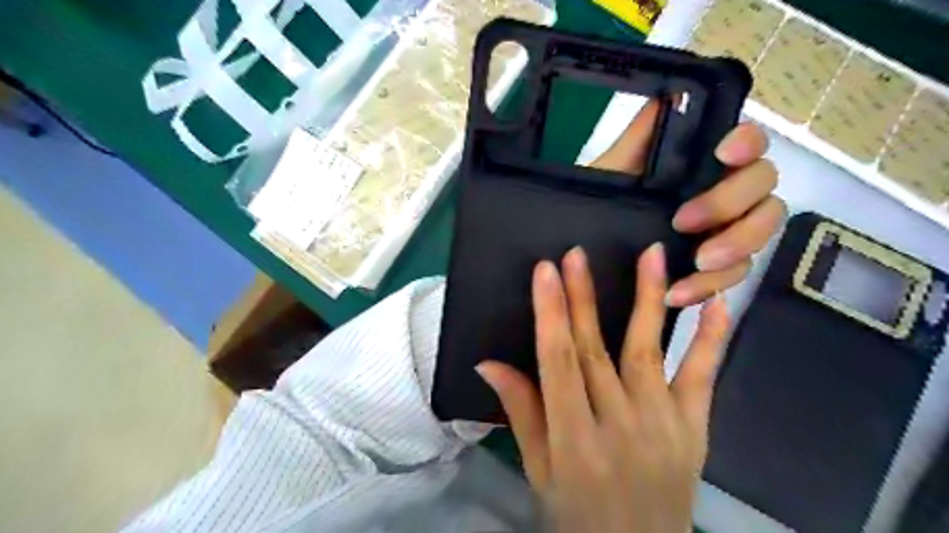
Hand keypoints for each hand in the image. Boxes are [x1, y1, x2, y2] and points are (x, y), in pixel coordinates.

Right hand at [479, 245, 728, 532]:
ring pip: (649, 350)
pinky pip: (703, 376)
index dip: (550, 314)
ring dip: (649, 299)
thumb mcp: (538, 470)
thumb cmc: (577, 512)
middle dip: (583, 297)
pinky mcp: (695, 427)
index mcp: (574, 440)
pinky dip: (710, 338)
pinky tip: (716, 302)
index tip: (545, 272)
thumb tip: (487, 362)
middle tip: (576, 254)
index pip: (557, 363)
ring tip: (651, 254)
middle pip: (596, 350)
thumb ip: (520, 412)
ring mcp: (663, 424)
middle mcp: (619, 426)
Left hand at [591, 101, 786, 305]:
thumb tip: (666, 92)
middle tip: (685, 222)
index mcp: (704, 167)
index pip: (749, 143)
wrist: (586, 253)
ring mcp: (725, 231)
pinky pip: (734, 276)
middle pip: (763, 188)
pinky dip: (711, 285)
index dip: (747, 142)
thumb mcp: (613, 172)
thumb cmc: (602, 205)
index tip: (722, 152)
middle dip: (728, 204)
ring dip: (733, 248)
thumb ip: (640, 138)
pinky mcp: (717, 268)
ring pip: (760, 233)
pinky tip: (681, 294)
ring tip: (697, 263)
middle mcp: (724, 194)